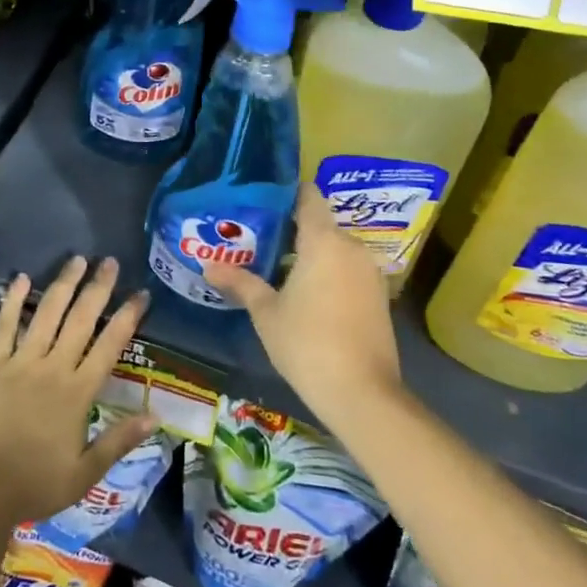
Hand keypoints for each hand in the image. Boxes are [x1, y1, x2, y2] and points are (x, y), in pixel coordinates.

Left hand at [0, 255, 156, 526]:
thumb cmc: (34, 484)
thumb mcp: (85, 473)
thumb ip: (120, 441)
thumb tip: (156, 417)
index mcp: (78, 392)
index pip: (110, 345)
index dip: (127, 317)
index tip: (141, 294)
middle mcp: (53, 368)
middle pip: (80, 319)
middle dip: (98, 288)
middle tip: (109, 262)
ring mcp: (21, 362)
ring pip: (47, 313)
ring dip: (63, 284)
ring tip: (77, 260)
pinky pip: (6, 325)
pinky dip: (14, 300)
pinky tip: (21, 278)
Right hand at [203, 184, 401, 421]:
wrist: (363, 394)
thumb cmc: (307, 343)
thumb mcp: (266, 312)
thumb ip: (240, 283)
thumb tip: (208, 265)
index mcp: (324, 240)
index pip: (308, 196)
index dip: (286, 192)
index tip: (261, 199)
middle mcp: (351, 247)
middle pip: (319, 223)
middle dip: (290, 228)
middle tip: (256, 237)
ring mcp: (369, 272)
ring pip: (334, 248)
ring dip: (309, 253)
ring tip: (275, 265)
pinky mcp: (378, 296)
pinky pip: (347, 269)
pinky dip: (327, 272)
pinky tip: (304, 292)